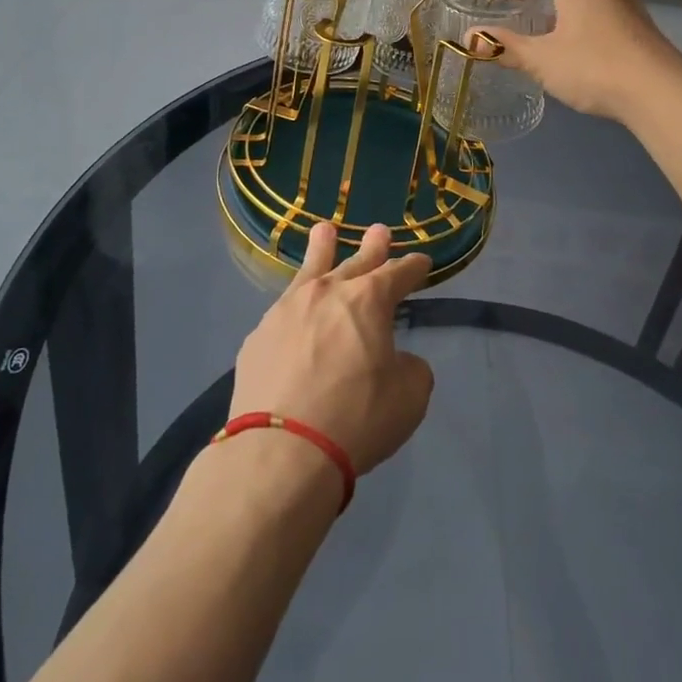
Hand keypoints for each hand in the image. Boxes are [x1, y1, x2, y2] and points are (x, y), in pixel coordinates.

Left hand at [230, 222, 434, 476]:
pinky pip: (283, 312)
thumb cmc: (356, 419)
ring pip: (309, 270)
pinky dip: (295, 306)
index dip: (413, 267)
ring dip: (321, 249)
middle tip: (379, 231)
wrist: (282, 450)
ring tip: (323, 231)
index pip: (399, 273)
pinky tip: (293, 310)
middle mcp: (327, 293)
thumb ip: (409, 369)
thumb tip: (395, 360)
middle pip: (355, 262)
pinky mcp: (259, 336)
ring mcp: (287, 310)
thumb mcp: (408, 398)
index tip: (422, 261)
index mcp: (368, 300)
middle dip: (372, 247)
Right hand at [484, 0, 681, 121]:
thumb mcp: (541, 59)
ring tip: (552, 10)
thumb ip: (506, 46)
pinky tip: (581, 32)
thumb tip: (470, 36)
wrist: (659, 91)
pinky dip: (588, 6)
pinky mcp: (640, 22)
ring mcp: (626, 1)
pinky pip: (606, 2)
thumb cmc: (593, 67)